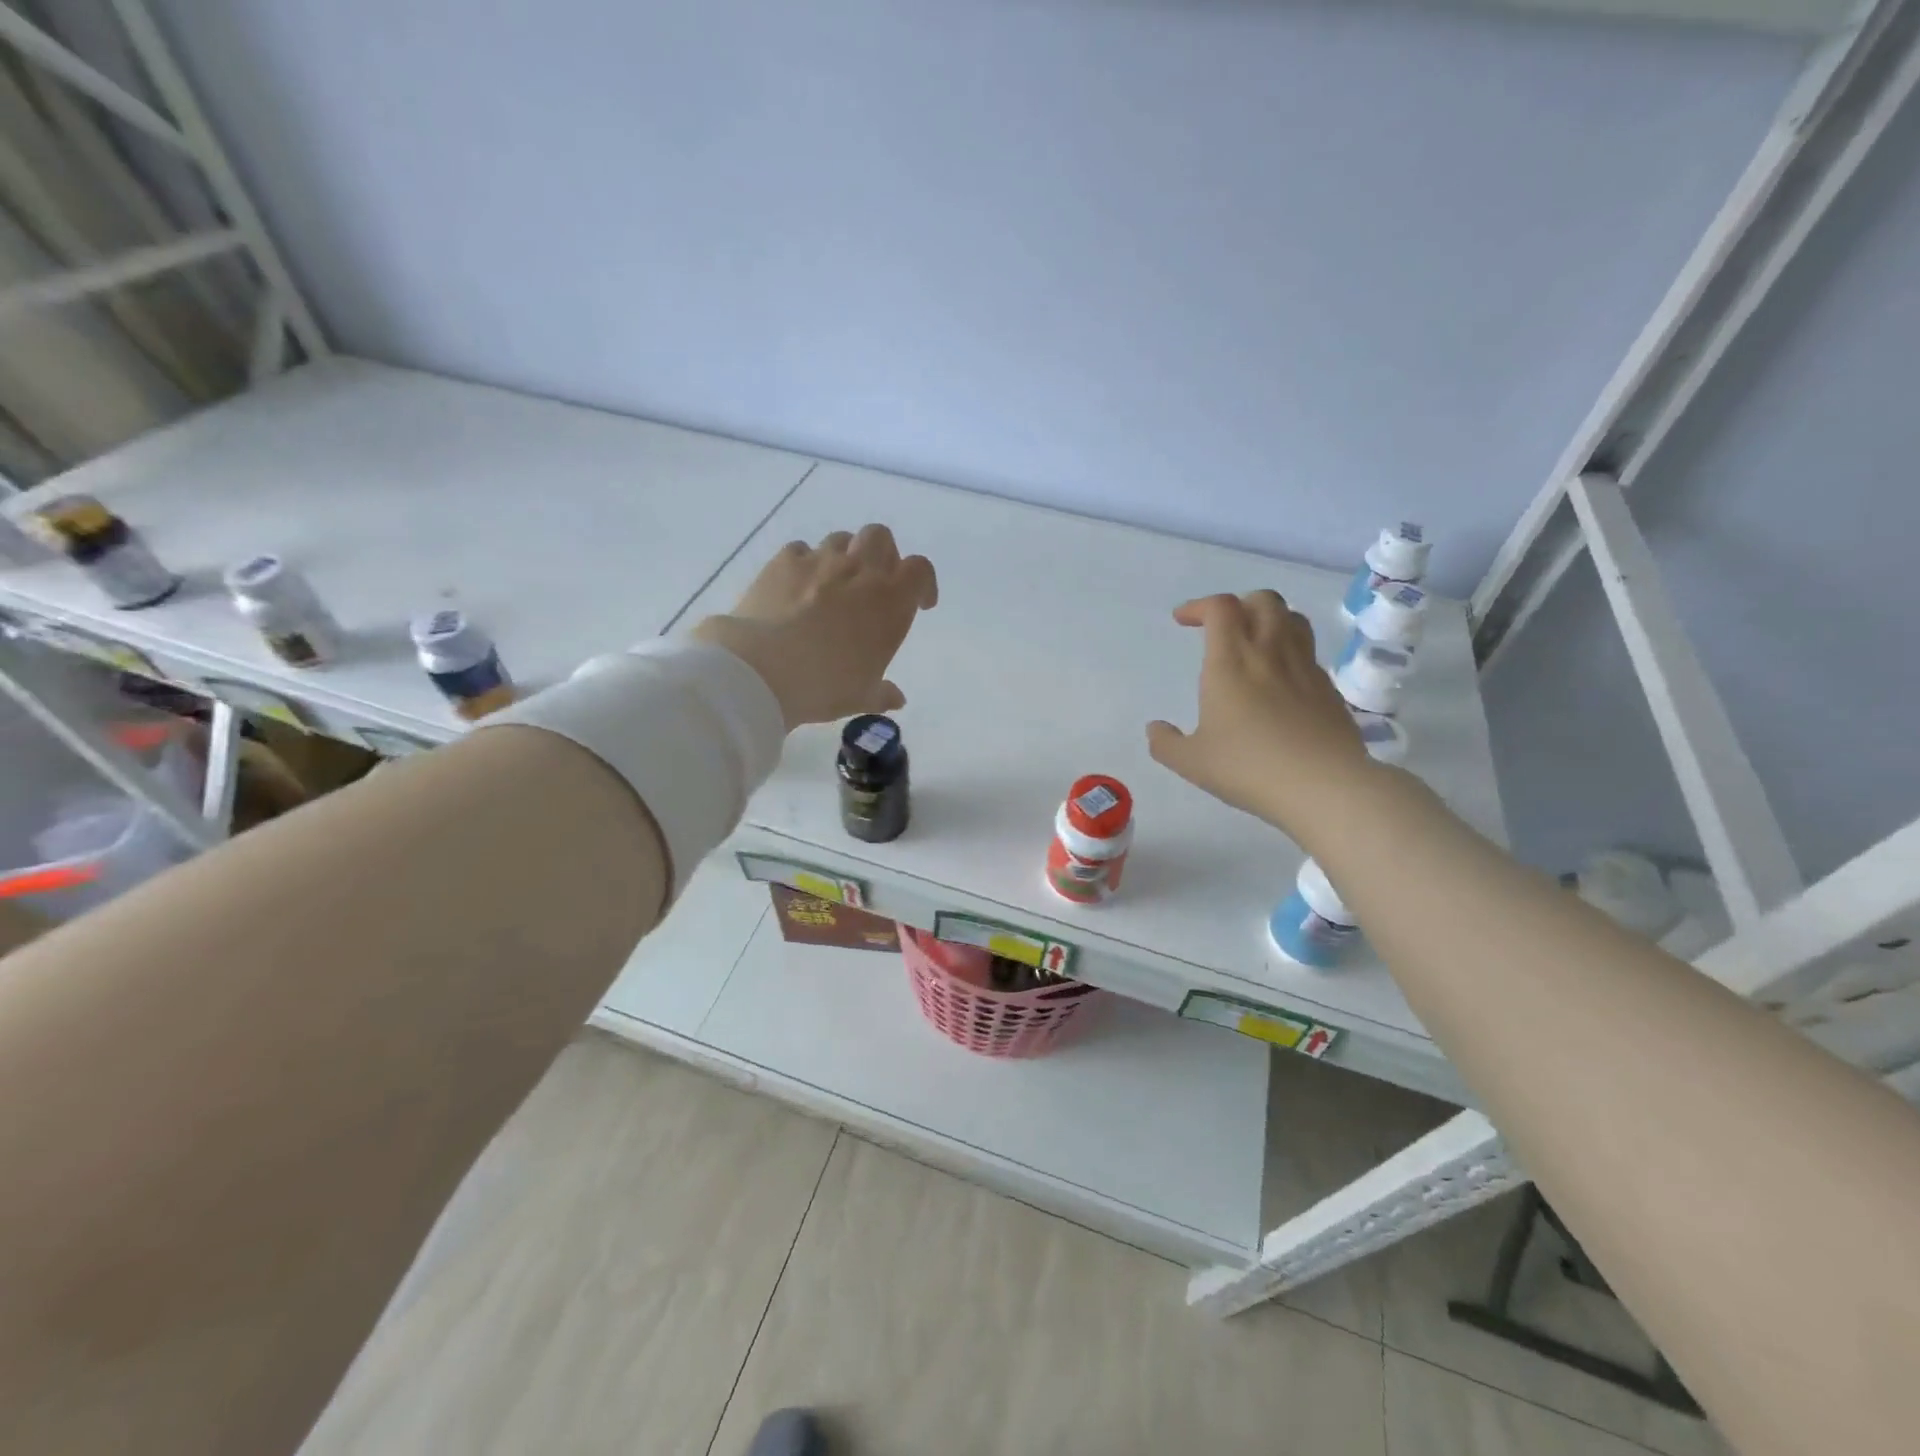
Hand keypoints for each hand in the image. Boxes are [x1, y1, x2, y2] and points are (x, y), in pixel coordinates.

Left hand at [691, 525, 937, 728]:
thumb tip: (896, 699)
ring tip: (834, 583)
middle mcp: (860, 572)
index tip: (919, 603)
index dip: (923, 583)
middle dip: (883, 555)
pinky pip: (801, 550)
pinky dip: (805, 563)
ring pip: (842, 539)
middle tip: (875, 583)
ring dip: (845, 556)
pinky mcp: (783, 562)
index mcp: (890, 602)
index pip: (920, 571)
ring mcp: (820, 561)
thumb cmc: (825, 685)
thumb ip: (882, 693)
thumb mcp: (861, 697)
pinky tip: (797, 586)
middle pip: (881, 538)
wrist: (762, 669)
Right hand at [1146, 591, 1375, 837]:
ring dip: (1270, 620)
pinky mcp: (1329, 689)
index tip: (1183, 620)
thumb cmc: (1249, 768)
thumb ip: (1166, 743)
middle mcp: (1270, 652)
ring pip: (1293, 619)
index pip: (1221, 608)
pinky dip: (1290, 652)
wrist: (1324, 786)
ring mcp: (1305, 668)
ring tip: (1254, 643)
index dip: (1199, 605)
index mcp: (1231, 661)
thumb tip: (1155, 729)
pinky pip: (1308, 653)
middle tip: (1221, 628)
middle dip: (1239, 605)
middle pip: (1263, 600)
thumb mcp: (1192, 762)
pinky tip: (1280, 682)